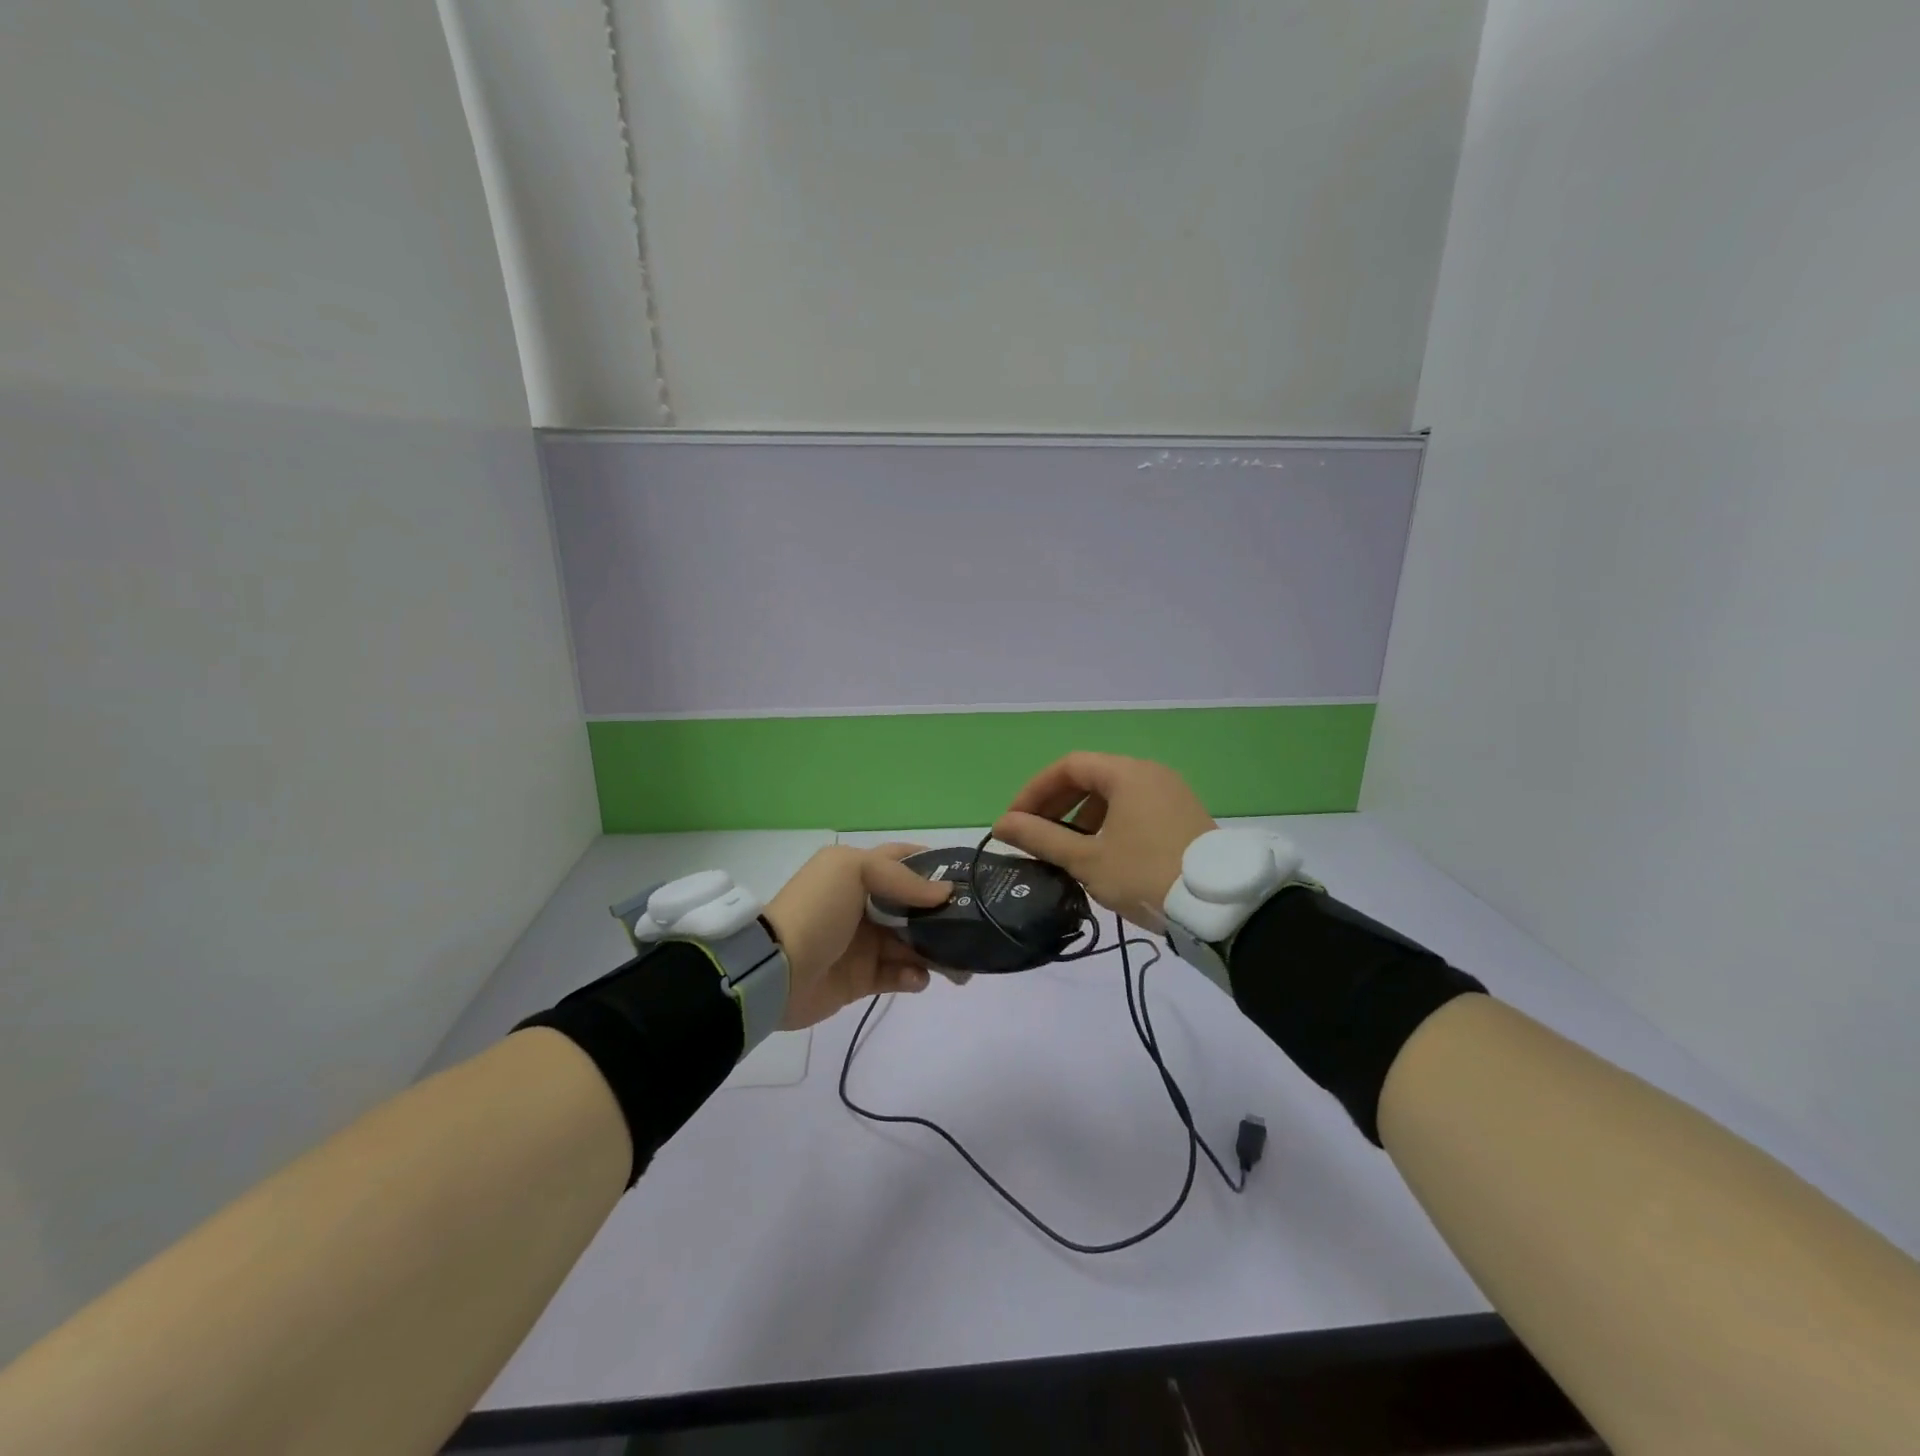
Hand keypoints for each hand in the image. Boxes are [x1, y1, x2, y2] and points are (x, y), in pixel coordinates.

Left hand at [764, 845, 952, 1028]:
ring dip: (936, 950)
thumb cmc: (816, 910)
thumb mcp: (853, 872)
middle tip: (972, 927)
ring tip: (955, 963)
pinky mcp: (863, 977)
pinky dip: (913, 976)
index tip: (966, 877)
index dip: (933, 865)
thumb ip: (902, 879)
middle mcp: (864, 903)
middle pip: (915, 906)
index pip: (903, 860)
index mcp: (858, 871)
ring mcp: (864, 942)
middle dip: (944, 916)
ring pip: (913, 942)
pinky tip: (915, 978)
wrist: (776, 970)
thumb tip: (945, 893)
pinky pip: (899, 975)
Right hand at [993, 752, 1215, 928]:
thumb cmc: (1145, 875)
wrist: (1219, 907)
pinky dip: (1108, 821)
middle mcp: (1150, 772)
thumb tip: (1001, 825)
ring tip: (1065, 847)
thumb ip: (1040, 838)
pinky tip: (1101, 852)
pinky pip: (1134, 806)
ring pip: (1113, 793)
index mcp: (1126, 773)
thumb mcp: (1087, 859)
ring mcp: (1170, 792)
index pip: (1068, 766)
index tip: (1015, 821)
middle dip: (1056, 803)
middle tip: (1033, 834)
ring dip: (1081, 814)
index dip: (1034, 791)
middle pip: (1091, 776)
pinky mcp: (1182, 814)